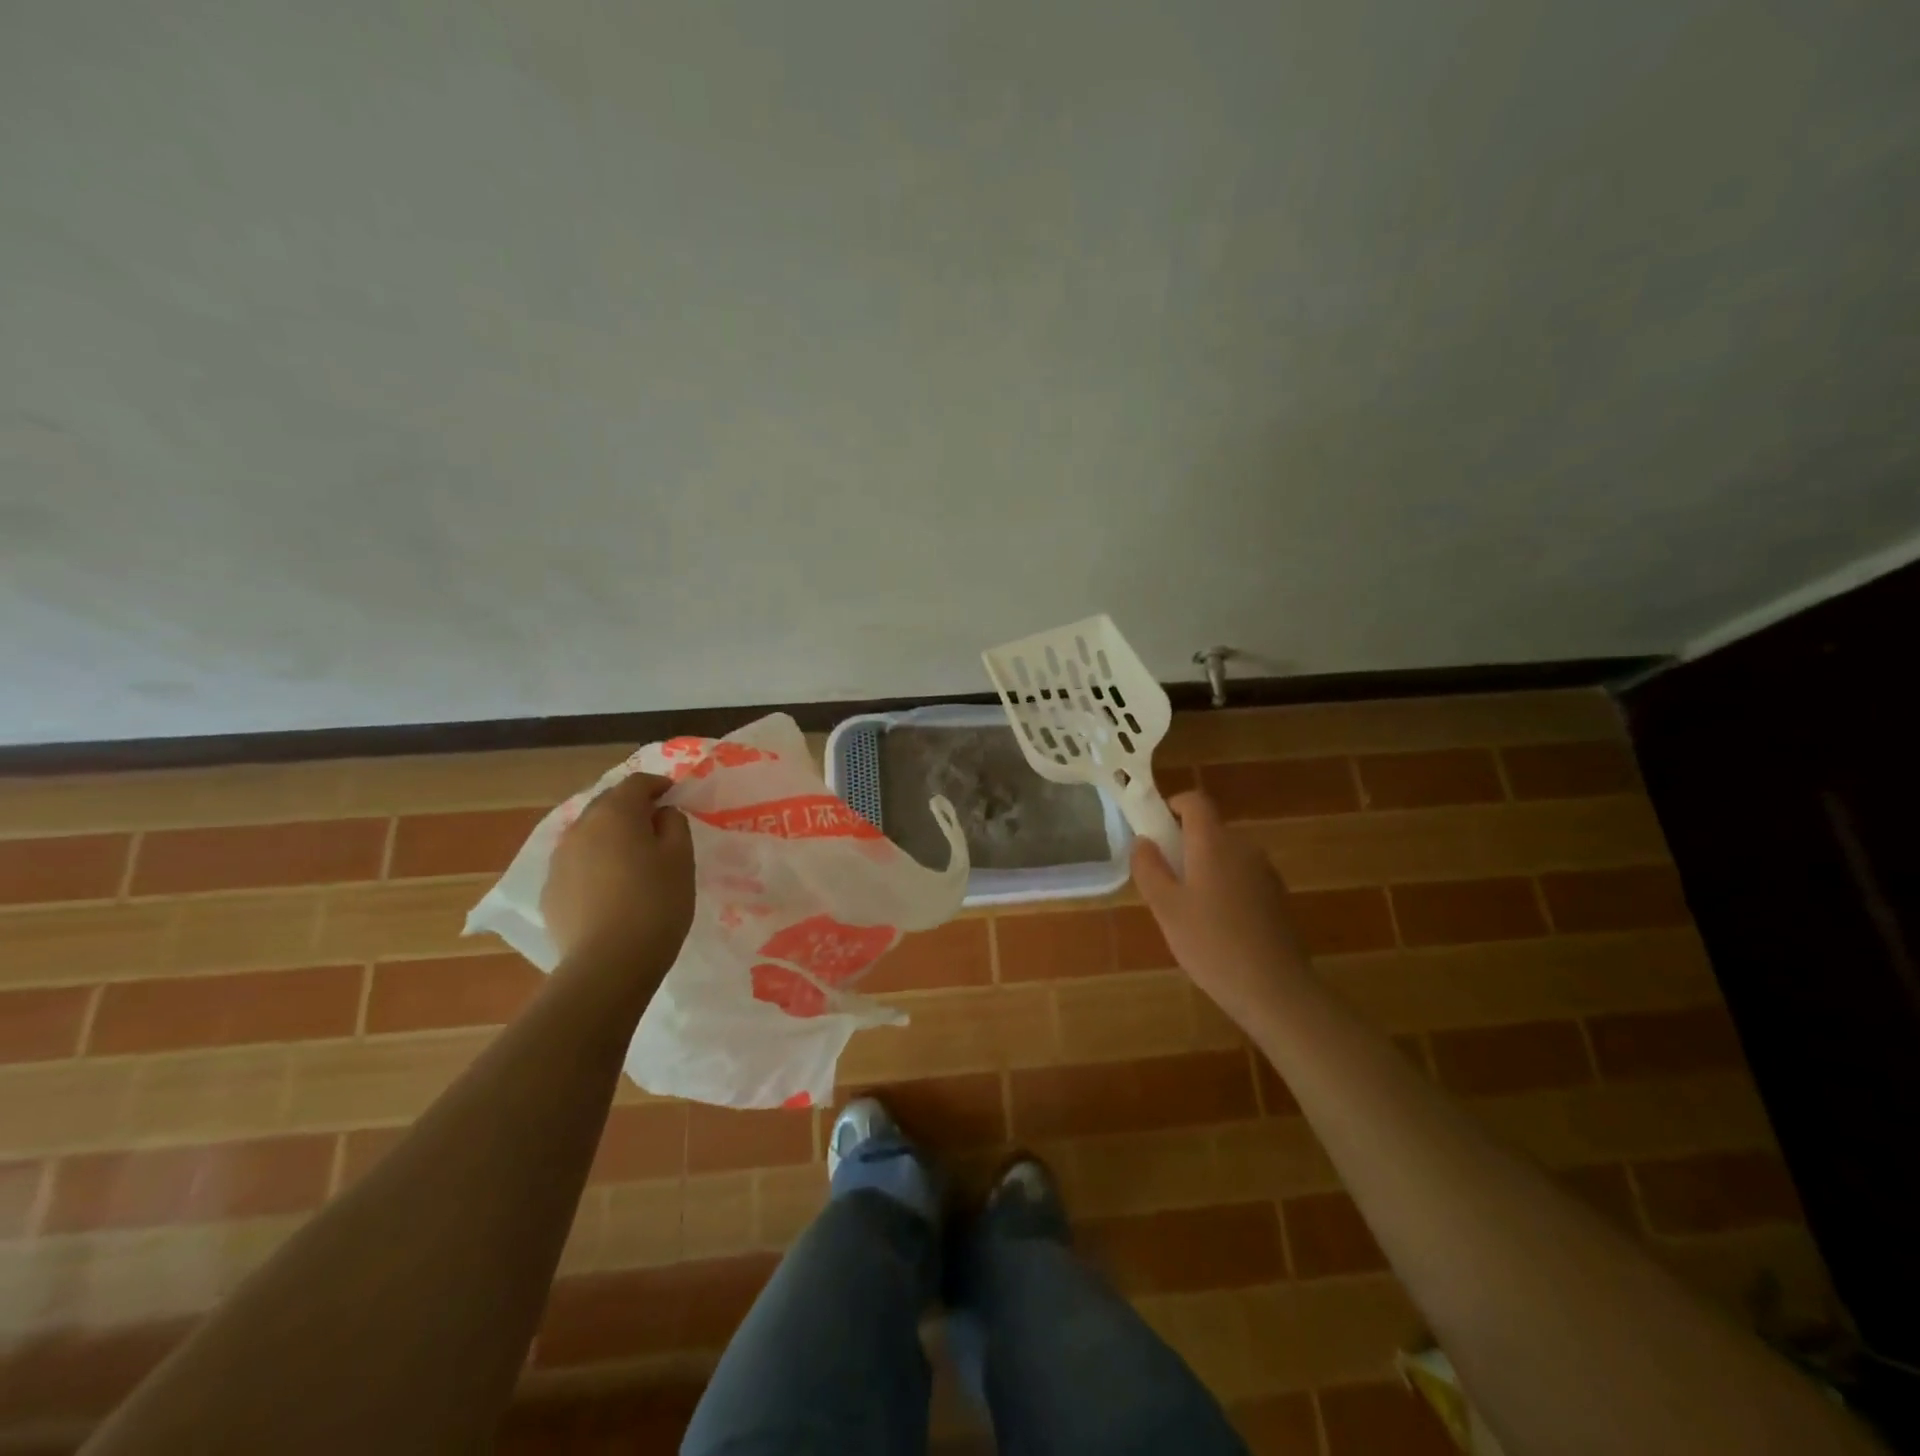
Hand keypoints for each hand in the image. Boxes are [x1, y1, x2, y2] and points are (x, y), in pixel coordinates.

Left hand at [542, 773, 694, 978]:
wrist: (608, 964)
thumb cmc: (656, 903)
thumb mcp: (682, 857)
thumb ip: (674, 824)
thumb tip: (661, 814)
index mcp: (615, 813)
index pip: (637, 783)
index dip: (658, 784)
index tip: (674, 794)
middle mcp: (580, 828)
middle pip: (607, 804)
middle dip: (631, 808)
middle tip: (655, 824)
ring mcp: (560, 860)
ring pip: (589, 835)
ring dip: (610, 836)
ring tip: (632, 858)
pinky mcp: (550, 891)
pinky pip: (577, 864)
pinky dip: (595, 864)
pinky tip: (610, 888)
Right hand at [1132, 791, 1310, 1029]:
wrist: (1275, 989)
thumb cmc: (1211, 943)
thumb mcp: (1166, 908)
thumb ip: (1149, 868)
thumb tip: (1143, 841)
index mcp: (1214, 843)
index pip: (1195, 801)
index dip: (1174, 805)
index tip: (1156, 828)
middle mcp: (1244, 848)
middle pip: (1210, 830)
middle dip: (1184, 845)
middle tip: (1164, 881)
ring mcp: (1265, 873)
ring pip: (1226, 856)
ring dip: (1204, 868)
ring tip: (1188, 910)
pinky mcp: (1277, 897)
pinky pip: (1242, 877)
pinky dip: (1224, 887)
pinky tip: (1217, 927)